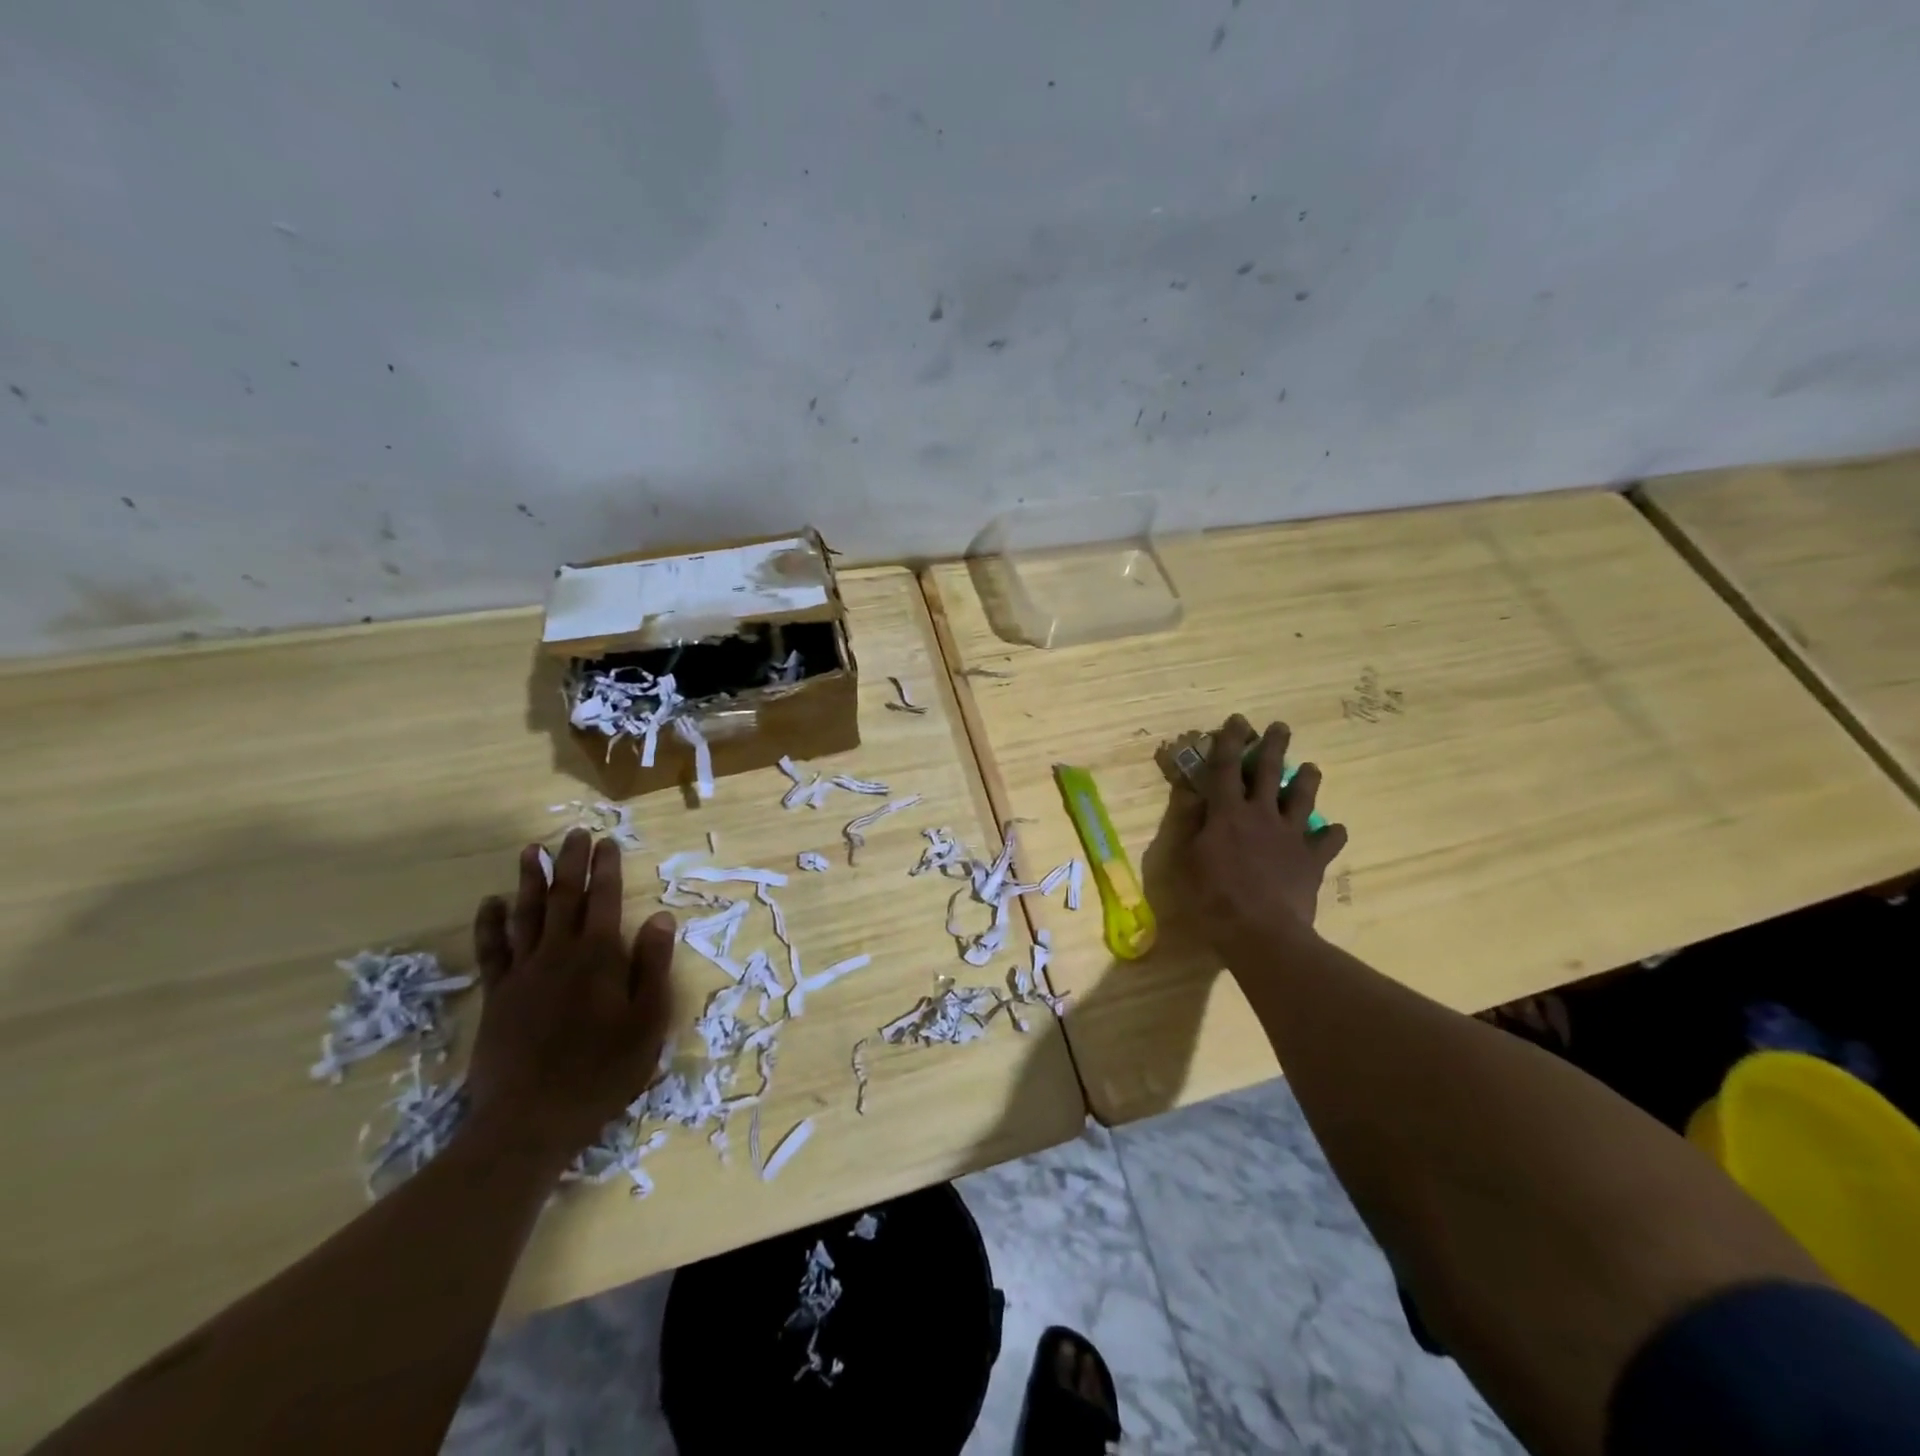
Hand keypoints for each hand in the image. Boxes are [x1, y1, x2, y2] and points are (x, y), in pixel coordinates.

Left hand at [464, 829, 675, 1165]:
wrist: (529, 1120)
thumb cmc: (602, 1071)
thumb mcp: (648, 1022)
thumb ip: (653, 966)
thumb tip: (660, 917)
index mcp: (598, 957)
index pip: (604, 899)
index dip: (607, 868)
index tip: (607, 841)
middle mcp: (558, 954)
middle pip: (564, 896)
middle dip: (570, 862)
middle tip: (573, 833)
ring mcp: (523, 973)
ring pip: (526, 914)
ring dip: (529, 880)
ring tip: (530, 851)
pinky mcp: (497, 996)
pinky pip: (492, 950)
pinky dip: (491, 924)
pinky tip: (491, 904)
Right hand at [1177, 715, 1348, 942]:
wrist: (1261, 932)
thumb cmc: (1213, 897)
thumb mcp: (1187, 859)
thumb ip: (1191, 824)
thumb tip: (1193, 795)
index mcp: (1228, 812)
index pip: (1226, 767)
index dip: (1229, 741)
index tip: (1237, 720)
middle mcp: (1262, 815)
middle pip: (1270, 772)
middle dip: (1274, 746)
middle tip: (1281, 726)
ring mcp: (1291, 836)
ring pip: (1303, 799)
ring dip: (1307, 780)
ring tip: (1312, 767)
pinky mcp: (1311, 861)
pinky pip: (1327, 842)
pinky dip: (1331, 834)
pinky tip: (1334, 830)